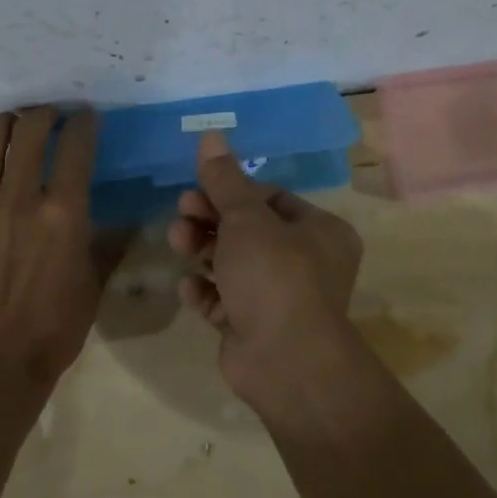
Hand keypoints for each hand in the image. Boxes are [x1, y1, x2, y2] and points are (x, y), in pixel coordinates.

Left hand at [0, 107, 107, 388]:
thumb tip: (127, 220)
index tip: (84, 117)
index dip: (83, 123)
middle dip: (43, 115)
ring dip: (1, 123)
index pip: (76, 147)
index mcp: (63, 215)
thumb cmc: (52, 331)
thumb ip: (108, 244)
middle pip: (29, 133)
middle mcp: (18, 201)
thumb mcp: (93, 285)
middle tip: (47, 118)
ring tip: (7, 125)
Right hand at [165, 131, 363, 402]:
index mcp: (319, 231)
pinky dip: (206, 292)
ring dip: (202, 250)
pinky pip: (225, 300)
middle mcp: (305, 262)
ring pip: (233, 264)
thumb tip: (211, 135)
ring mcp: (279, 298)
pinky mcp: (254, 326)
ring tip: (177, 243)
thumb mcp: (246, 219)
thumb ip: (225, 179)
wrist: (285, 362)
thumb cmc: (274, 276)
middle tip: (181, 214)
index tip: (198, 189)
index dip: (232, 192)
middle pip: (248, 230)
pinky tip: (189, 288)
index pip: (270, 198)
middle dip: (210, 220)